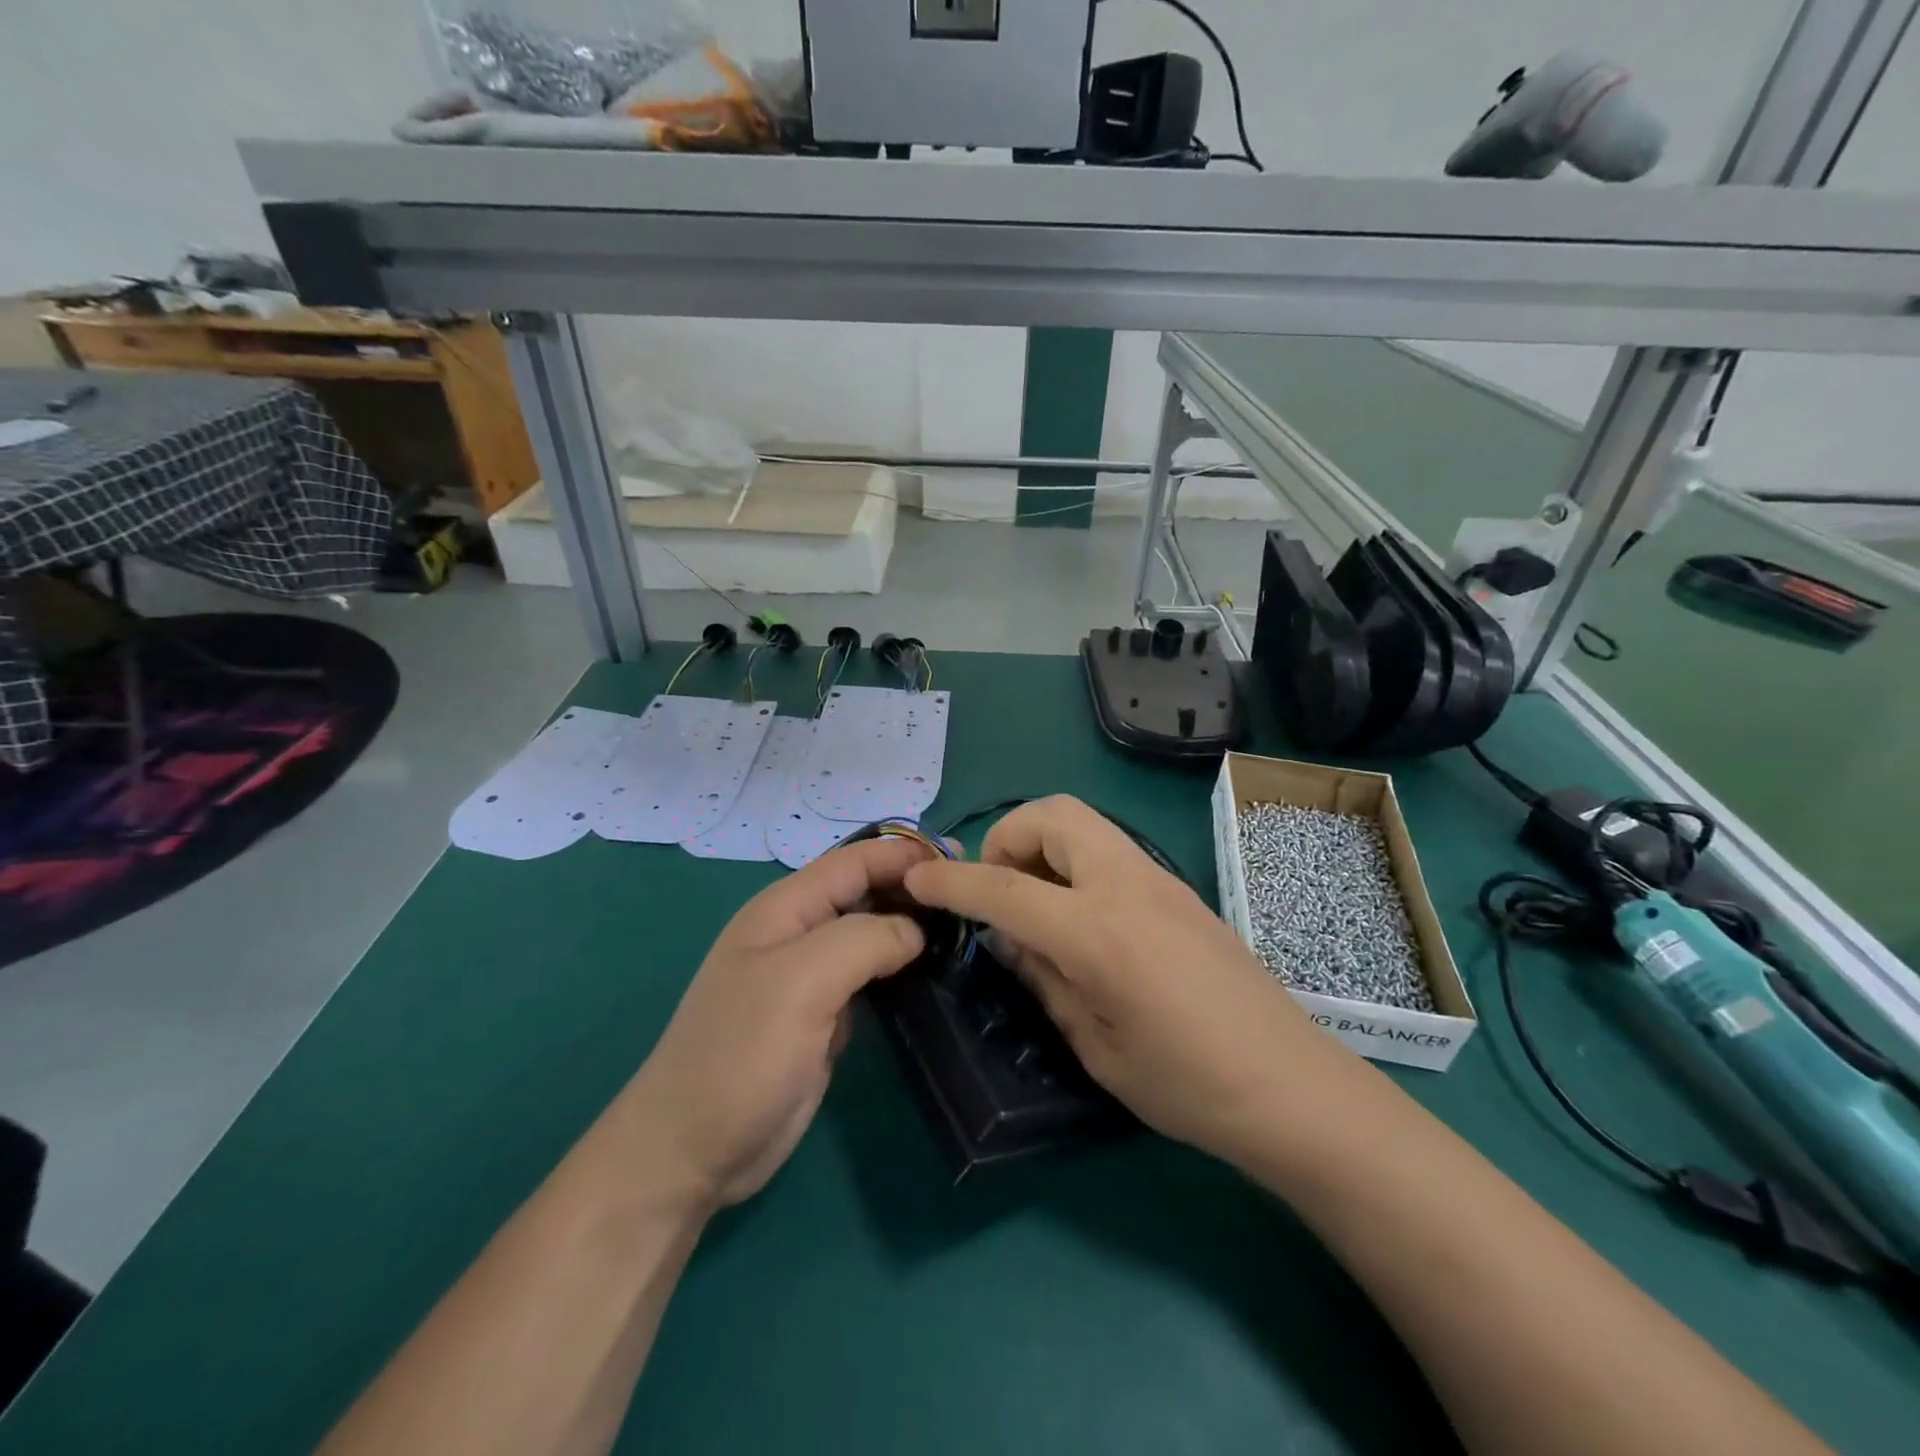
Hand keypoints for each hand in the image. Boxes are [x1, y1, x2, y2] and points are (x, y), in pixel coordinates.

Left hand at [619, 838, 932, 1207]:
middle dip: (912, 886)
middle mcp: (799, 933)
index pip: (854, 861)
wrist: (694, 1150)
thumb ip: (863, 940)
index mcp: (786, 909)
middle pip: (864, 891)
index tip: (958, 861)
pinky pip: (871, 975)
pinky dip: (902, 966)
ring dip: (912, 926)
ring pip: (871, 933)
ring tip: (964, 929)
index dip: (903, 854)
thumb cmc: (741, 1054)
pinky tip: (934, 972)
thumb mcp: (800, 982)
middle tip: (970, 895)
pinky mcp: (824, 1015)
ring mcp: (811, 976)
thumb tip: (916, 930)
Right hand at [905, 796, 1345, 1167]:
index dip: (951, 882)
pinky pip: (1109, 849)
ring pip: (1083, 822)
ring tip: (1034, 905)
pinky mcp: (1178, 888)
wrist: (1293, 1087)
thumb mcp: (1096, 1046)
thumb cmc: (1188, 1086)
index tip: (915, 879)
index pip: (1004, 888)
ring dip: (1041, 844)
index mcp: (1098, 931)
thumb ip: (1043, 979)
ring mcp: (1159, 879)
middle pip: (1051, 814)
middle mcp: (1128, 884)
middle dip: (1006, 837)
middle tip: (997, 892)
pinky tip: (1078, 920)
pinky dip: (1074, 862)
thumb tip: (1005, 939)